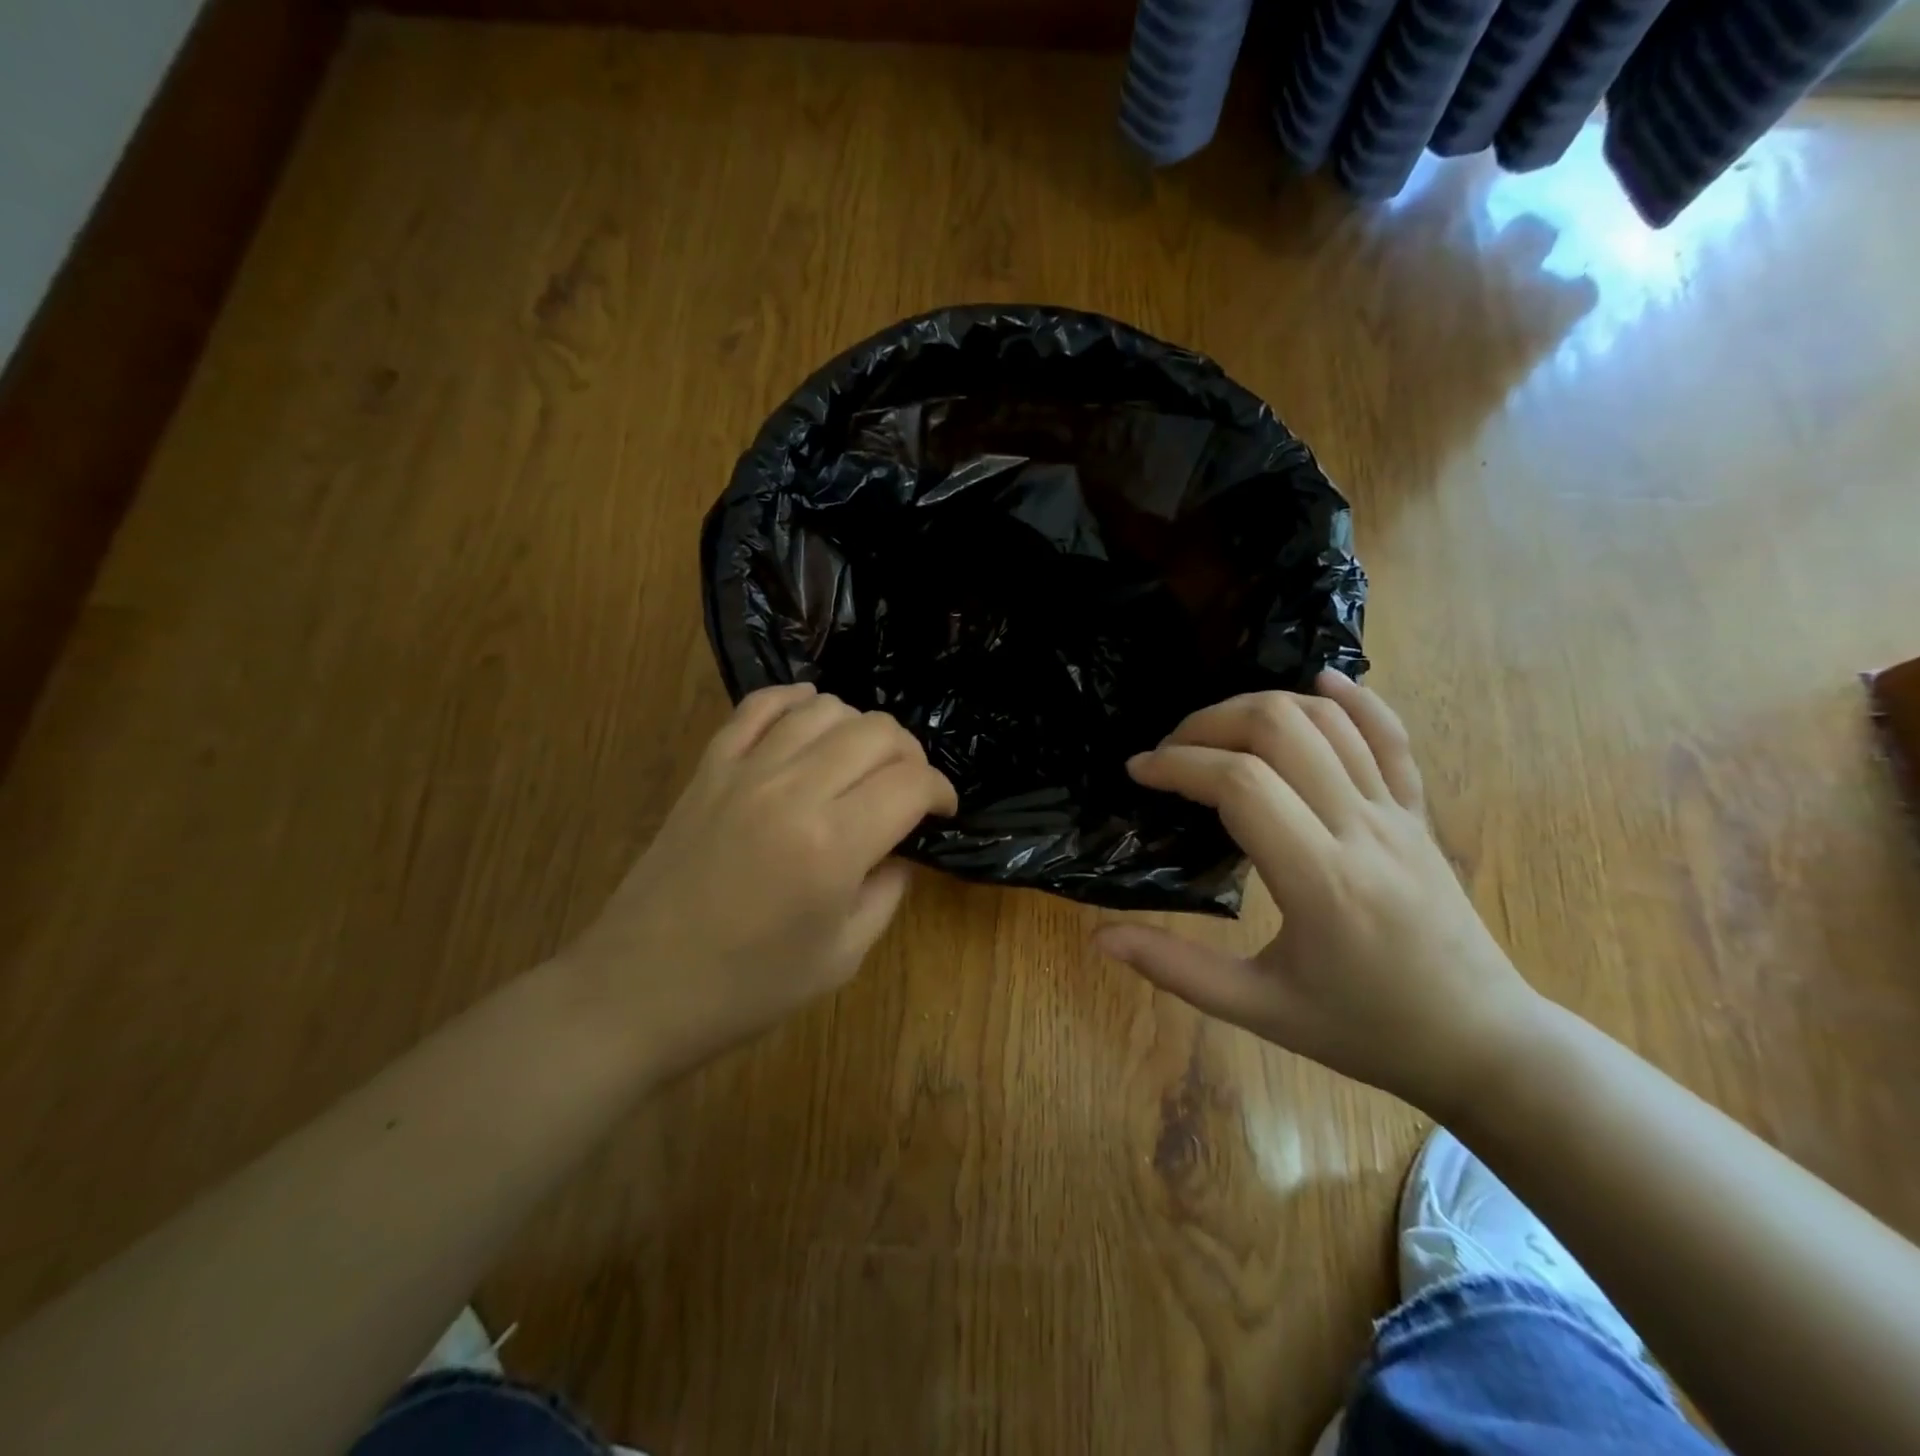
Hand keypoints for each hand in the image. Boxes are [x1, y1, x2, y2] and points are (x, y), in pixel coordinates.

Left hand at [560, 683, 955, 1081]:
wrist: (639, 989)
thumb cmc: (748, 987)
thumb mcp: (842, 956)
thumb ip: (887, 890)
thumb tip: (901, 847)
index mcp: (833, 845)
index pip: (911, 784)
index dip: (940, 791)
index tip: (941, 812)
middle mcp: (793, 790)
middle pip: (877, 733)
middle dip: (910, 756)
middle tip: (909, 790)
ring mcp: (745, 771)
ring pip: (825, 709)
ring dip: (859, 729)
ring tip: (861, 764)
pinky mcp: (709, 767)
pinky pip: (760, 706)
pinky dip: (795, 701)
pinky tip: (810, 718)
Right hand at [1096, 670, 1544, 1114]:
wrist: (1482, 1042)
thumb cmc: (1366, 1029)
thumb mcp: (1261, 1009)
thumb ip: (1177, 970)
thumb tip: (1101, 938)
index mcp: (1320, 880)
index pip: (1240, 784)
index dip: (1178, 764)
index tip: (1139, 772)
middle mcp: (1361, 829)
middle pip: (1281, 729)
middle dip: (1210, 723)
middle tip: (1171, 751)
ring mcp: (1398, 814)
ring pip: (1328, 720)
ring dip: (1261, 707)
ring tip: (1215, 731)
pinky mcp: (1418, 812)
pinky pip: (1391, 736)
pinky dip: (1354, 699)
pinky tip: (1319, 682)